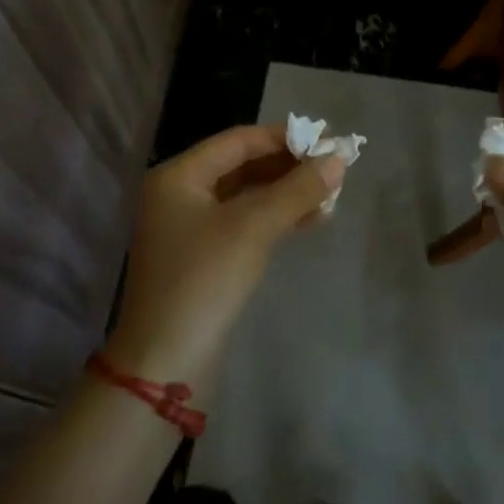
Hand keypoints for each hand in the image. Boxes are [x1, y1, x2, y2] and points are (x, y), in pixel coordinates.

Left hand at [104, 125, 343, 393]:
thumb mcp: (253, 228)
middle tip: (333, 169)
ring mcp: (188, 227)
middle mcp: (179, 194)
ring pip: (246, 196)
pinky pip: (243, 222)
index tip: (327, 141)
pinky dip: (275, 217)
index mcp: (178, 176)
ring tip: (331, 196)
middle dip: (289, 167)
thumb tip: (339, 158)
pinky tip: (310, 220)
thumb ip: (297, 189)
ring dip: (287, 193)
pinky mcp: (202, 257)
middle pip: (243, 166)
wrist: (165, 365)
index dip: (285, 138)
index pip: (239, 141)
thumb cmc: (203, 281)